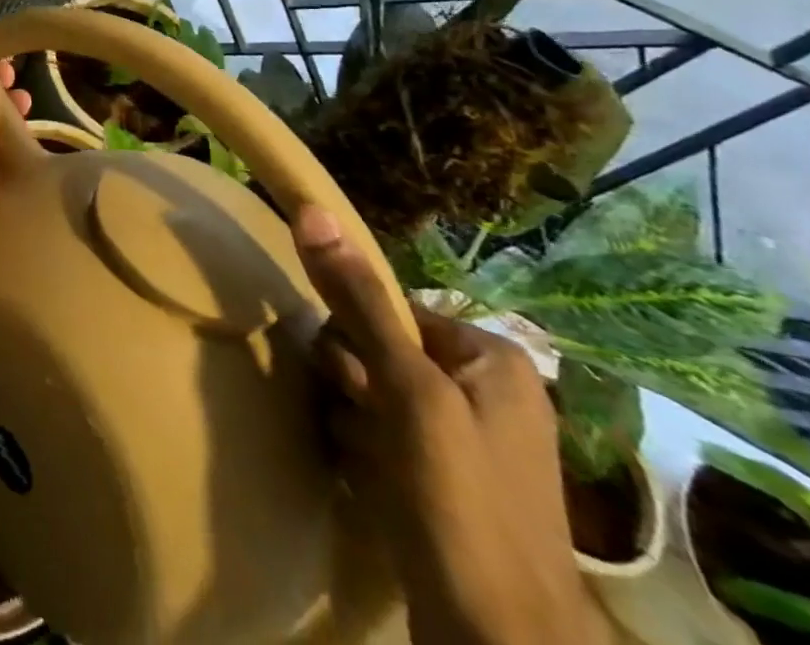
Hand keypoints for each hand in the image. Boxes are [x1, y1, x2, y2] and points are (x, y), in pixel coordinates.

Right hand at [292, 207, 608, 644]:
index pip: (387, 308)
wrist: (498, 643)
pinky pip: (385, 438)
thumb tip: (311, 208)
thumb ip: (358, 299)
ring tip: (368, 462)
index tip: (353, 381)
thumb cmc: (459, 501)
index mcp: (490, 357)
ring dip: (354, 420)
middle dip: (354, 385)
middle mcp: (486, 391)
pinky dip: (367, 453)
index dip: (356, 338)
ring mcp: (469, 442)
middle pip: (379, 351)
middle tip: (366, 426)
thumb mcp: (405, 389)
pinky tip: (371, 482)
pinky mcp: (448, 483)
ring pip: (374, 395)